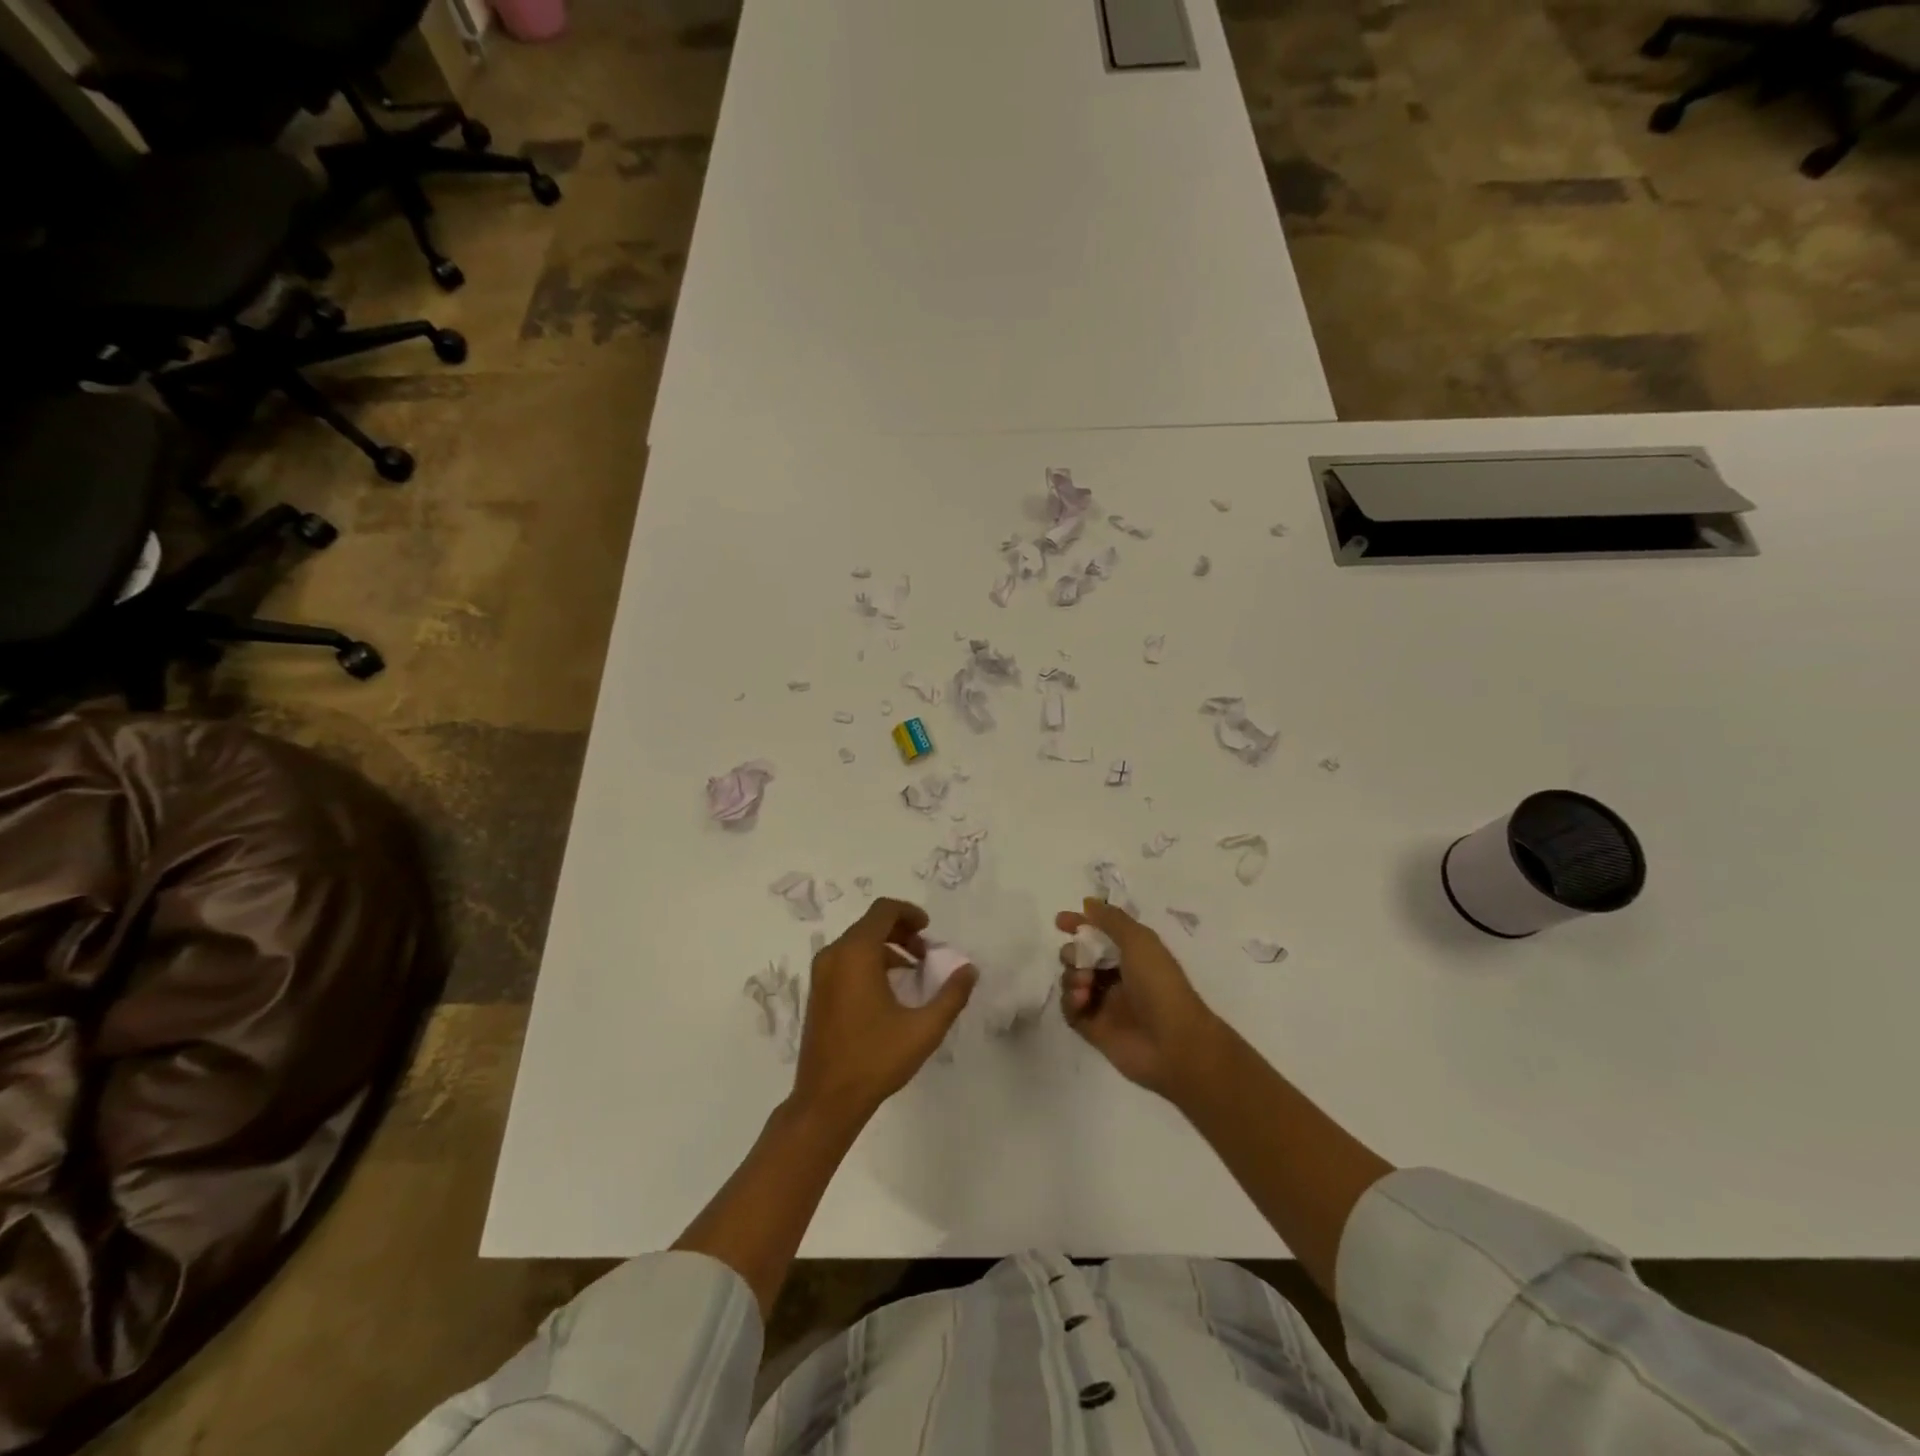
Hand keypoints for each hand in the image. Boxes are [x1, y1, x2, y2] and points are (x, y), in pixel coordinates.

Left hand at [793, 897, 975, 1123]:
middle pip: (870, 924)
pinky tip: (889, 990)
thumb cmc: (875, 1060)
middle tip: (926, 953)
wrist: (826, 1101)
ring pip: (857, 942)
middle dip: (901, 931)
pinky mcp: (817, 992)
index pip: (883, 910)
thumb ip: (952, 995)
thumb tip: (970, 970)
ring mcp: (821, 974)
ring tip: (912, 971)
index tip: (929, 929)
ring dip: (886, 947)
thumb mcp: (924, 1029)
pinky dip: (869, 961)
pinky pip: (846, 960)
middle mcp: (834, 955)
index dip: (909, 912)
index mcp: (856, 954)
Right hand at [1056, 899, 1223, 1098]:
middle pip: (1081, 957)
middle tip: (1077, 957)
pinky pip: (1070, 1010)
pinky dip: (1070, 1001)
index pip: (1100, 934)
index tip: (1060, 921)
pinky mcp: (1094, 1029)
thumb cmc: (1159, 984)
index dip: (1080, 924)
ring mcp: (1105, 1003)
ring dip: (1072, 976)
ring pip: (1073, 981)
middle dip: (1073, 952)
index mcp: (1132, 954)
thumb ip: (1111, 920)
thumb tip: (1088, 903)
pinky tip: (1082, 1000)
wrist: (1174, 1043)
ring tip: (1085, 984)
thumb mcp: (1139, 941)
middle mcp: (1117, 976)